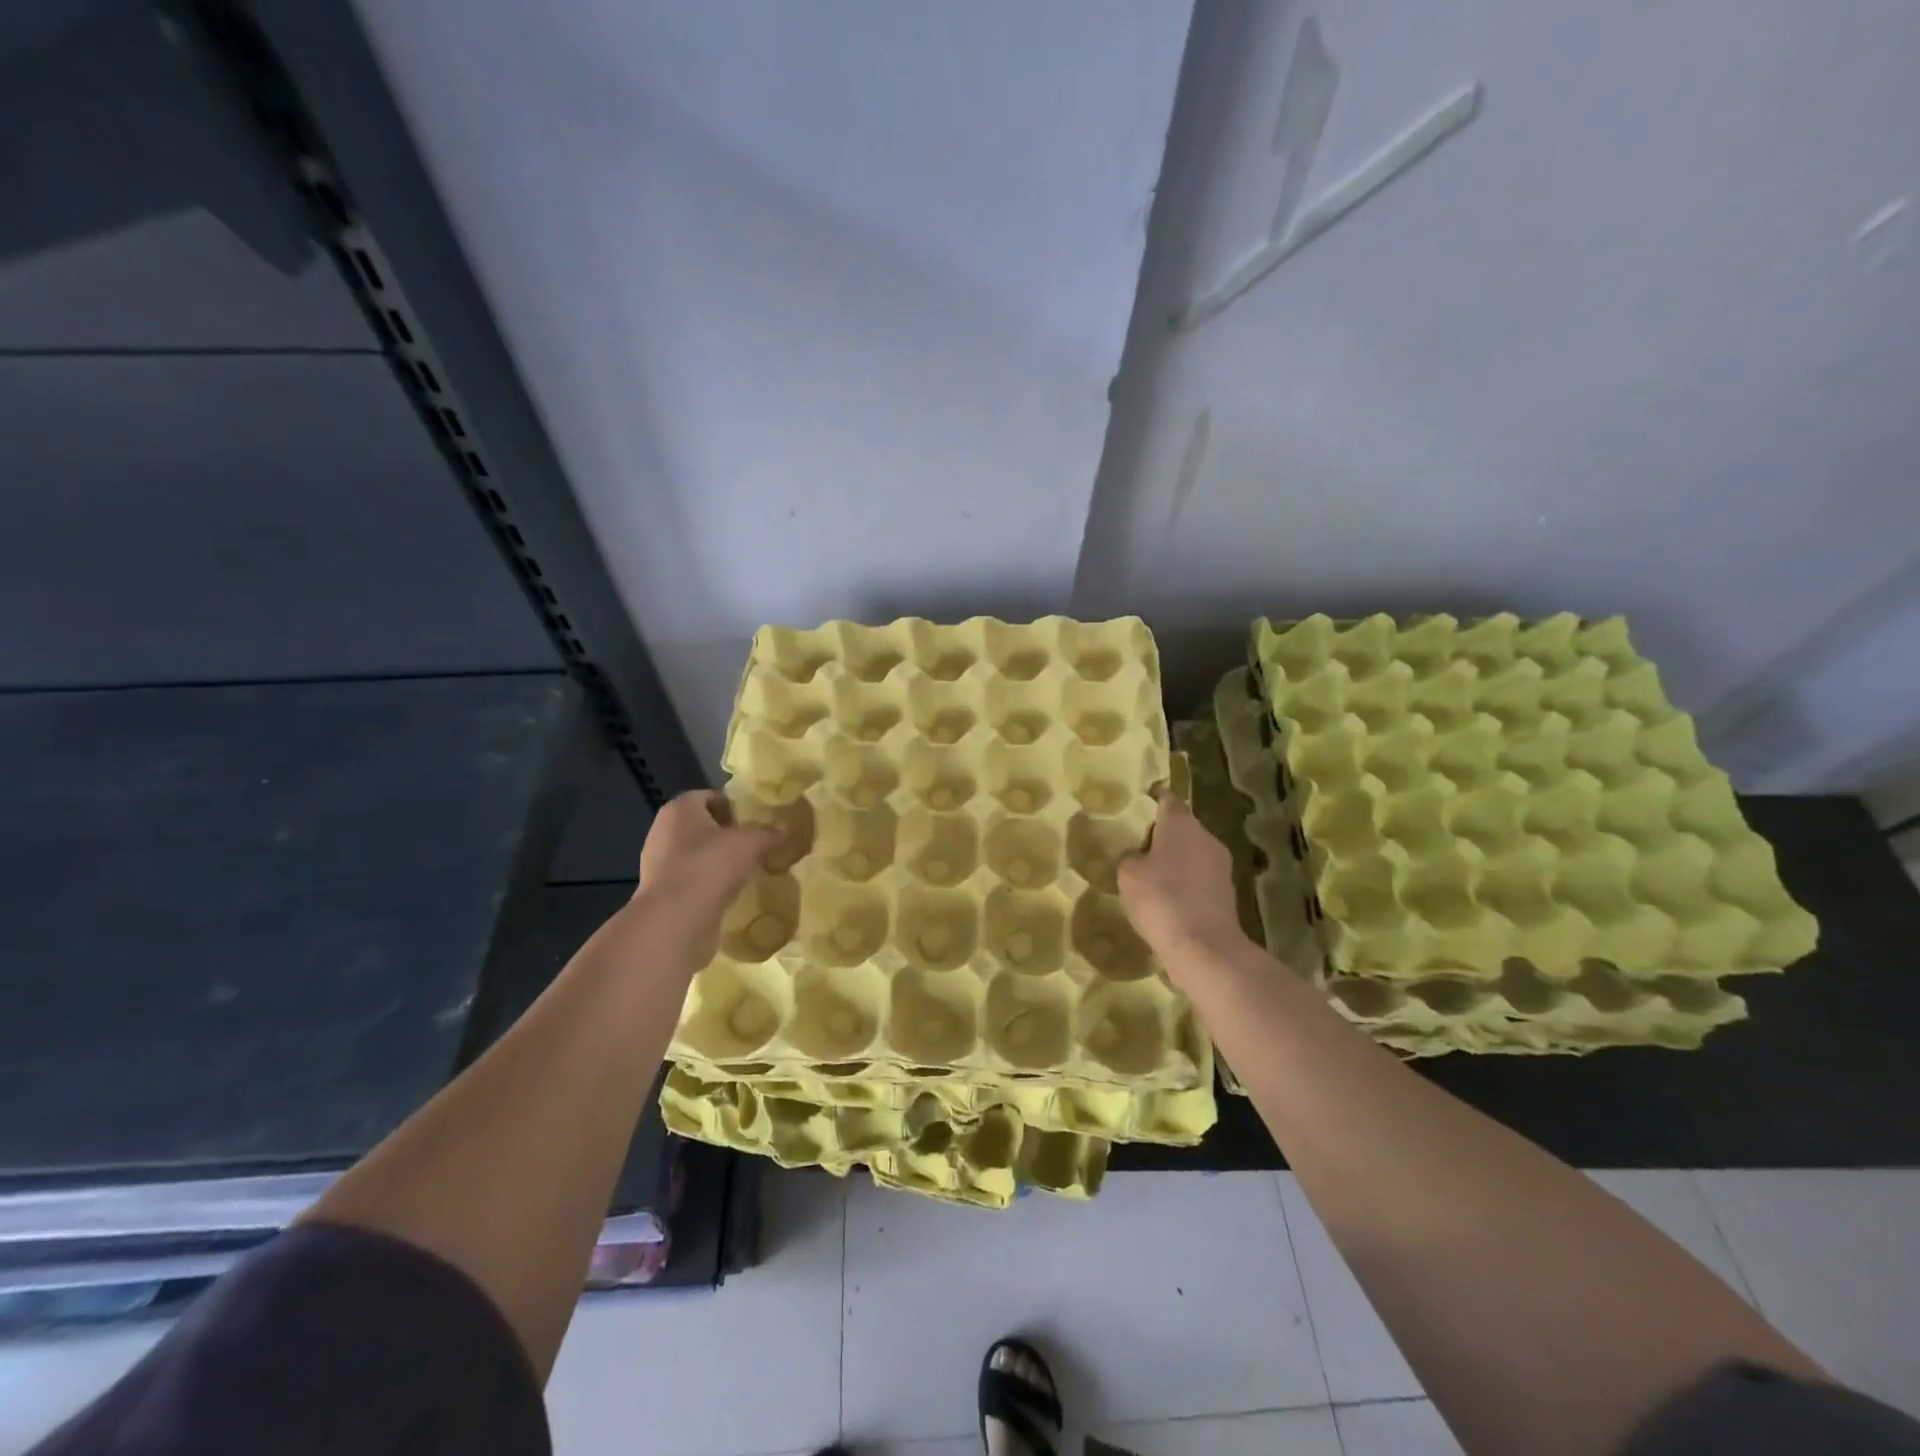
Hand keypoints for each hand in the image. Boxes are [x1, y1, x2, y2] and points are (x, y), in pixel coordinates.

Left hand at [632, 791, 783, 964]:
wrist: (676, 920)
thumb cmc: (710, 865)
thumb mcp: (751, 842)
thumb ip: (769, 833)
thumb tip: (786, 828)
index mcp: (679, 808)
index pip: (710, 796)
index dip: (734, 805)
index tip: (756, 820)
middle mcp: (663, 830)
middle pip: (702, 825)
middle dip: (728, 834)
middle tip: (755, 844)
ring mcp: (658, 863)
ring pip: (696, 853)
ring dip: (718, 860)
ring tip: (747, 869)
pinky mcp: (662, 892)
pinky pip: (692, 879)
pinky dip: (709, 882)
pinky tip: (730, 891)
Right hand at [1118, 793, 1248, 968]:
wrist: (1203, 946)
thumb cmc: (1161, 898)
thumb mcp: (1128, 874)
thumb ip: (1131, 857)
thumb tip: (1138, 857)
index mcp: (1182, 824)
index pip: (1167, 800)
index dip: (1153, 800)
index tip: (1139, 805)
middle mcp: (1206, 837)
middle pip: (1182, 827)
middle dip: (1163, 835)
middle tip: (1138, 846)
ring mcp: (1221, 865)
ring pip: (1193, 854)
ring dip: (1176, 861)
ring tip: (1152, 876)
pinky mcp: (1227, 892)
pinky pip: (1200, 879)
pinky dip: (1186, 884)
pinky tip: (1170, 900)